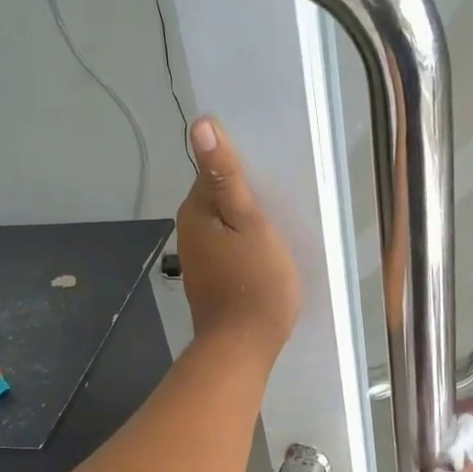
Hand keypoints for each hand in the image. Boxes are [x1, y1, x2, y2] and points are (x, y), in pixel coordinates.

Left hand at [177, 117, 300, 360]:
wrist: (243, 346)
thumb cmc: (255, 282)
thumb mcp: (250, 222)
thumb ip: (227, 175)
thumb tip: (200, 125)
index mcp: (196, 210)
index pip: (216, 171)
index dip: (245, 172)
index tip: (274, 181)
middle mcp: (189, 230)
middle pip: (220, 198)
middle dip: (247, 197)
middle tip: (283, 203)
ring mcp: (198, 258)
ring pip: (224, 225)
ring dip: (247, 222)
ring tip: (279, 227)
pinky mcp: (210, 280)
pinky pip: (228, 249)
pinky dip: (244, 246)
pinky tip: (264, 254)